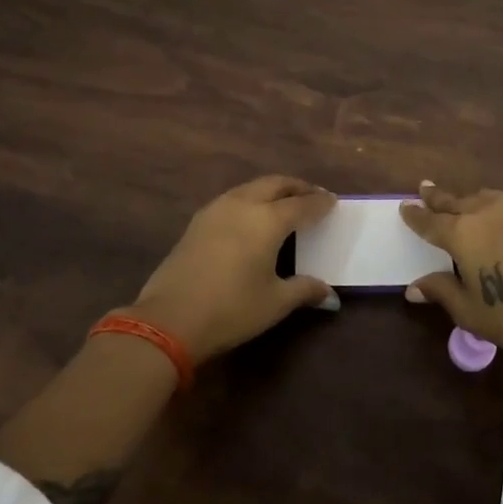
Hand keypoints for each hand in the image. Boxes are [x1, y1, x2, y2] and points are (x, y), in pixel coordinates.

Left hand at [128, 176, 338, 363]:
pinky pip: (232, 199)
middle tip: (312, 196)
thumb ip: (304, 290)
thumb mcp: (275, 302)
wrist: (170, 319)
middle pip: (275, 184)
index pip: (302, 205)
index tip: (333, 202)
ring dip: (271, 190)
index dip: (320, 203)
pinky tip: (251, 217)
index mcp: (268, 220)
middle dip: (297, 187)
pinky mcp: (197, 222)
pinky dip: (250, 200)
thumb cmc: (232, 309)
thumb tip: (329, 293)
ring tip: (284, 203)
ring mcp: (216, 210)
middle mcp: (243, 204)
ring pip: (251, 188)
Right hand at [400, 181, 502, 363]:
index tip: (404, 206)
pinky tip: (499, 215)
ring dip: (468, 199)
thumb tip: (413, 288)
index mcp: (462, 234)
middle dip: (437, 197)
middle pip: (455, 201)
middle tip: (425, 188)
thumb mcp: (470, 311)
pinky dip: (494, 205)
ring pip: (484, 197)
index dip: (416, 215)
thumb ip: (441, 291)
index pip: (430, 222)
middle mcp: (486, 213)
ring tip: (461, 201)